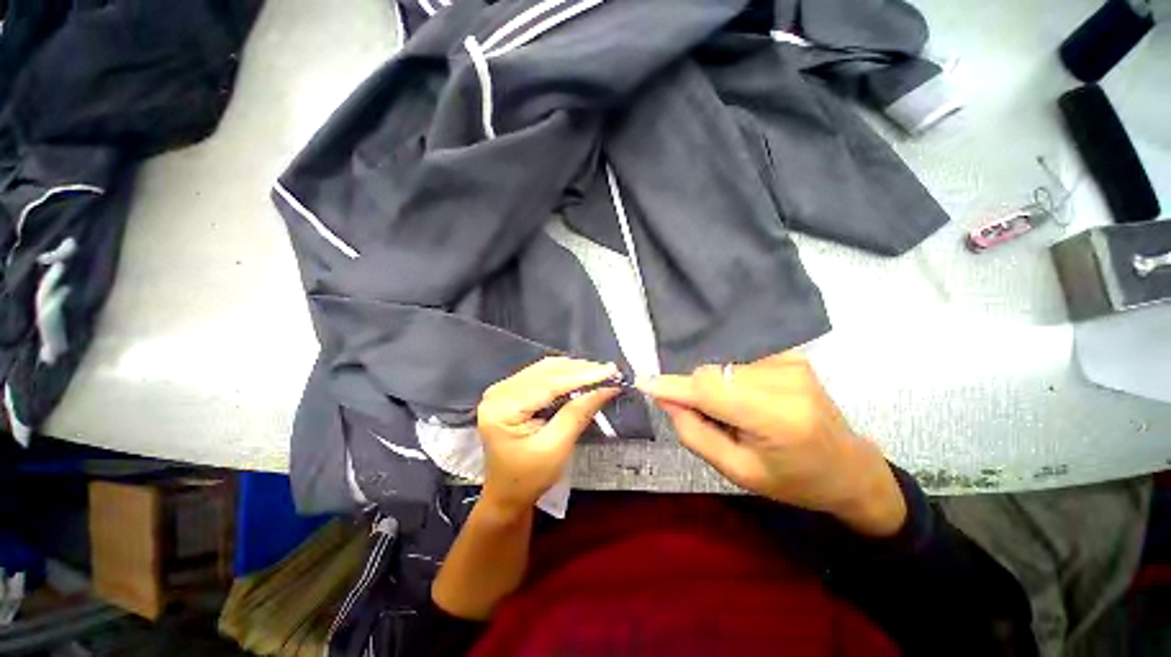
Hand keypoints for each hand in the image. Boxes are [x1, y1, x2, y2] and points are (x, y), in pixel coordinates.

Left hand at [477, 357, 619, 516]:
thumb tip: (606, 388)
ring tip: (601, 372)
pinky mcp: (512, 391)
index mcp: (502, 408)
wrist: (507, 494)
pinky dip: (565, 374)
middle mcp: (499, 391)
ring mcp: (504, 389)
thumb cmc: (529, 478)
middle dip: (581, 370)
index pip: (548, 383)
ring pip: (546, 369)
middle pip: (546, 371)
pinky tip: (583, 376)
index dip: (581, 376)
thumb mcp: (556, 448)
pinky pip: (542, 375)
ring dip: (575, 370)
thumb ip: (578, 414)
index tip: (610, 371)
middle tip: (611, 371)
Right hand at [639, 351, 906, 536]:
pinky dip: (732, 380)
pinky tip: (750, 400)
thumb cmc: (793, 480)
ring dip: (716, 388)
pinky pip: (739, 363)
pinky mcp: (792, 356)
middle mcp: (785, 381)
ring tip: (736, 413)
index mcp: (776, 418)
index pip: (709, 389)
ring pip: (722, 368)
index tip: (644, 383)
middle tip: (711, 420)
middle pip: (712, 374)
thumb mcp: (738, 471)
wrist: (848, 467)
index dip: (674, 386)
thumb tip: (667, 399)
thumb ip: (695, 433)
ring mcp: (791, 363)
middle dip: (698, 393)